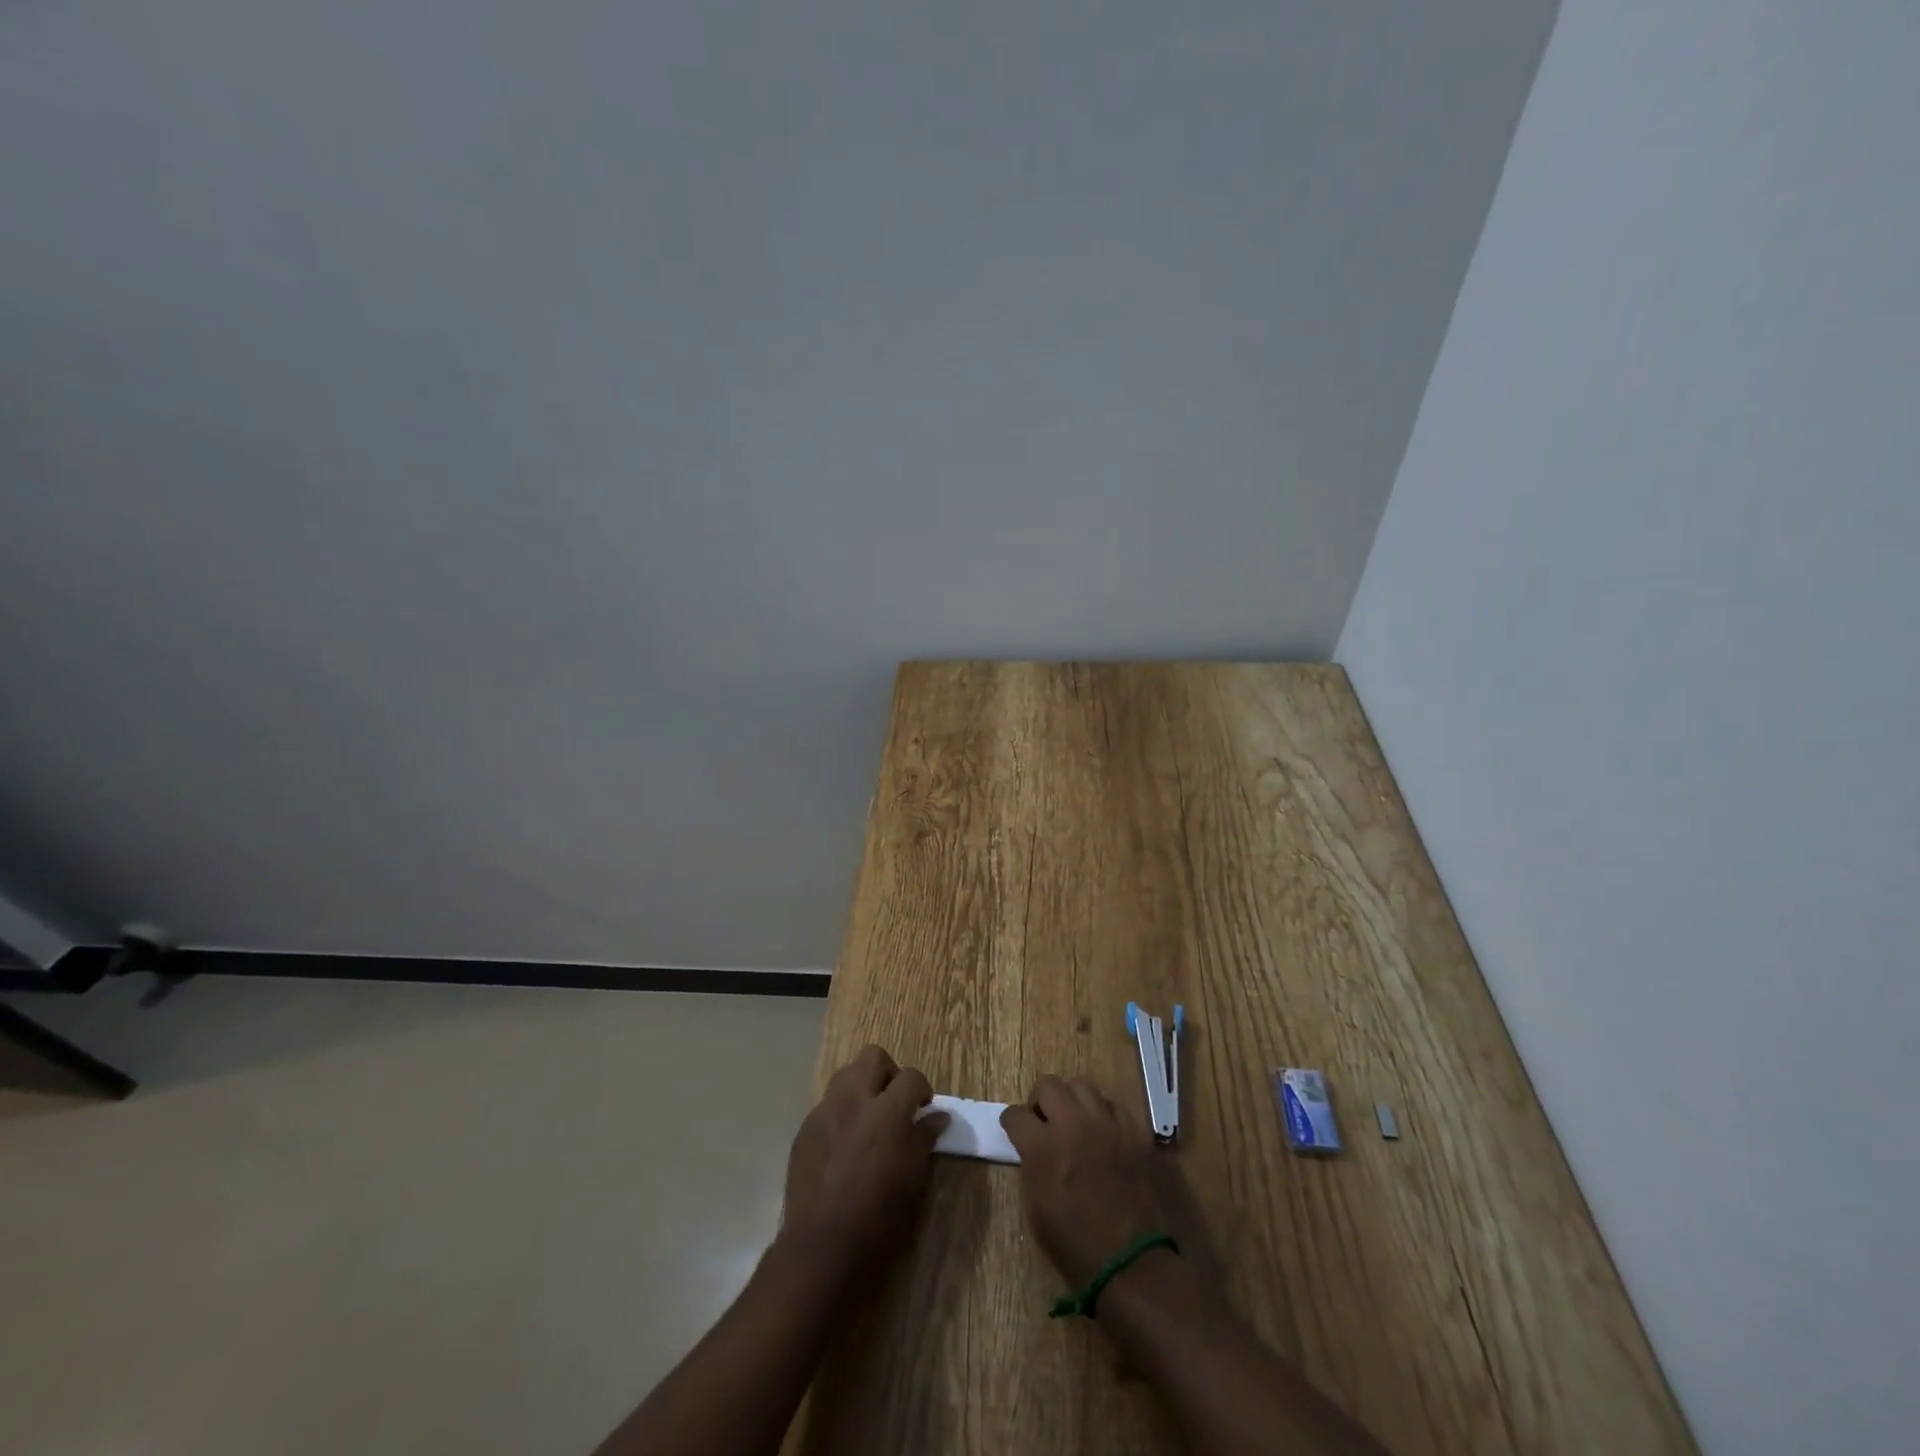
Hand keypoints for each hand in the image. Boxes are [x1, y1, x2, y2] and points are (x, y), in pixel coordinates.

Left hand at [778, 1045, 945, 1289]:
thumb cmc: (878, 1217)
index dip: (922, 1088)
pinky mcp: (805, 1130)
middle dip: (889, 1073)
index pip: (911, 1075)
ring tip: (869, 1119)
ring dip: (862, 1086)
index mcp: (887, 1111)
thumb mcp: (913, 1178)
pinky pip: (827, 1105)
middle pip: (873, 1057)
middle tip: (895, 1103)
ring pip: (846, 1074)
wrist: (821, 1247)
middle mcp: (854, 1100)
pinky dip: (841, 1113)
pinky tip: (844, 1145)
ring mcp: (825, 1112)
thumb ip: (924, 1137)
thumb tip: (938, 1116)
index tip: (923, 1108)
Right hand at [1000, 1076, 1183, 1288]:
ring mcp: (1108, 1124)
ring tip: (1076, 1124)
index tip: (1016, 1132)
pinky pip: (1113, 1105)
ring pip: (1082, 1085)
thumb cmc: (1077, 1247)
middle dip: (1040, 1102)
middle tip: (1046, 1124)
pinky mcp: (1135, 1131)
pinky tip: (1105, 1136)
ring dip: (1073, 1101)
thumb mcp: (1037, 1209)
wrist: (1134, 1265)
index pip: (1015, 1114)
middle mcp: (1074, 1124)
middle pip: (1048, 1084)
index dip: (1013, 1123)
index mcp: (1043, 1147)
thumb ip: (1032, 1165)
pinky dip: (1104, 1115)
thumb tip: (1032, 1148)